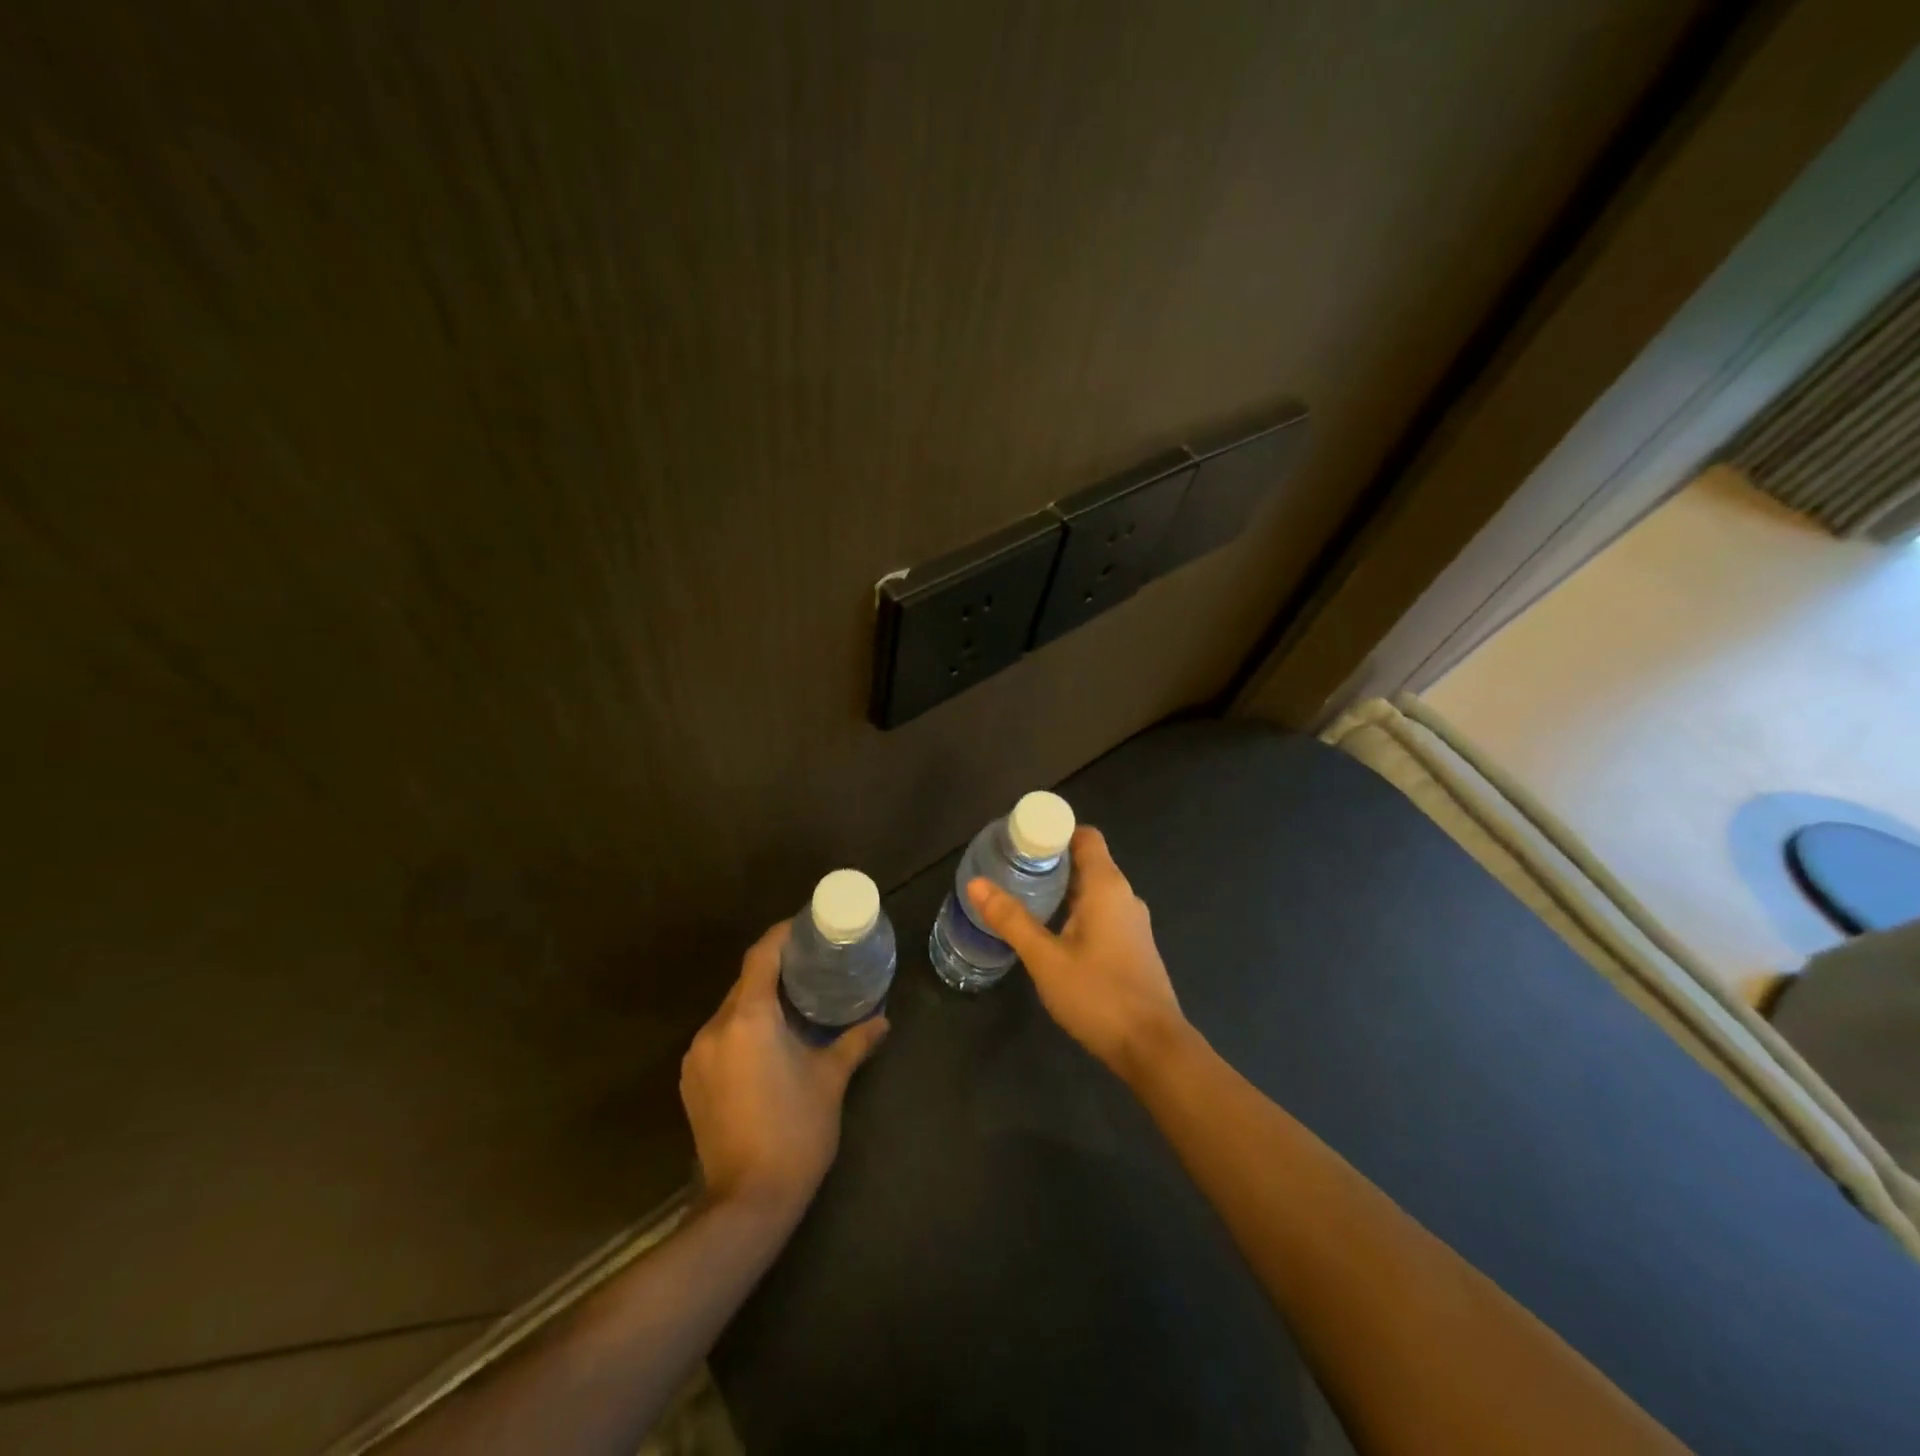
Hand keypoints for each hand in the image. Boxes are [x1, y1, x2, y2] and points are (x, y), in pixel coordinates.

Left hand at [680, 921, 888, 1219]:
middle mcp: (715, 1029)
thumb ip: (855, 1042)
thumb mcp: (830, 1081)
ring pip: (730, 1010)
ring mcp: (697, 1057)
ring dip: (758, 1001)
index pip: (761, 956)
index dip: (782, 935)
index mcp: (749, 1018)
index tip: (806, 926)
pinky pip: (719, 1037)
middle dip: (775, 969)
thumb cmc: (795, 1132)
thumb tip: (883, 1020)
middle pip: (745, 982)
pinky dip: (742, 1028)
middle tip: (811, 965)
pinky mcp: (691, 1082)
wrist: (746, 1203)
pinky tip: (767, 1044)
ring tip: (793, 1003)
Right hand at [966, 825, 1185, 1080]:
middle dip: (1051, 861)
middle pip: (1087, 862)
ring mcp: (1132, 923)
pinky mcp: (1133, 947)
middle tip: (1011, 868)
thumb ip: (1011, 920)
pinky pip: (1101, 912)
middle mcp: (1124, 896)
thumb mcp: (1046, 958)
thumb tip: (976, 884)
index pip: (1085, 837)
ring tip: (1024, 896)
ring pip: (1093, 890)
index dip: (1055, 831)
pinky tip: (1051, 931)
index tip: (1021, 839)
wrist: (1153, 1048)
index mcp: (1107, 886)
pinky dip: (1075, 910)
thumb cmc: (1099, 995)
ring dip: (1062, 888)